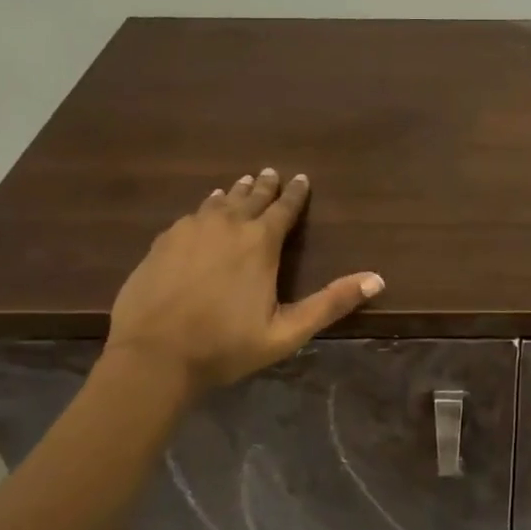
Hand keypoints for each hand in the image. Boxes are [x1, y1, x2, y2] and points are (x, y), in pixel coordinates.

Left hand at [104, 169, 382, 394]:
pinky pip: (191, 216)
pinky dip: (204, 209)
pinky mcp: (162, 243)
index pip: (284, 209)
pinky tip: (202, 212)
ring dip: (233, 193)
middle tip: (271, 173)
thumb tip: (378, 279)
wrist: (153, 356)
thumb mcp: (287, 332)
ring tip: (239, 184)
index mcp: (260, 243)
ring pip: (218, 203)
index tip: (302, 179)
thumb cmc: (226, 345)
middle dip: (264, 186)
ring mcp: (190, 231)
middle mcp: (227, 226)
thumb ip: (331, 303)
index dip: (296, 194)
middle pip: (250, 198)